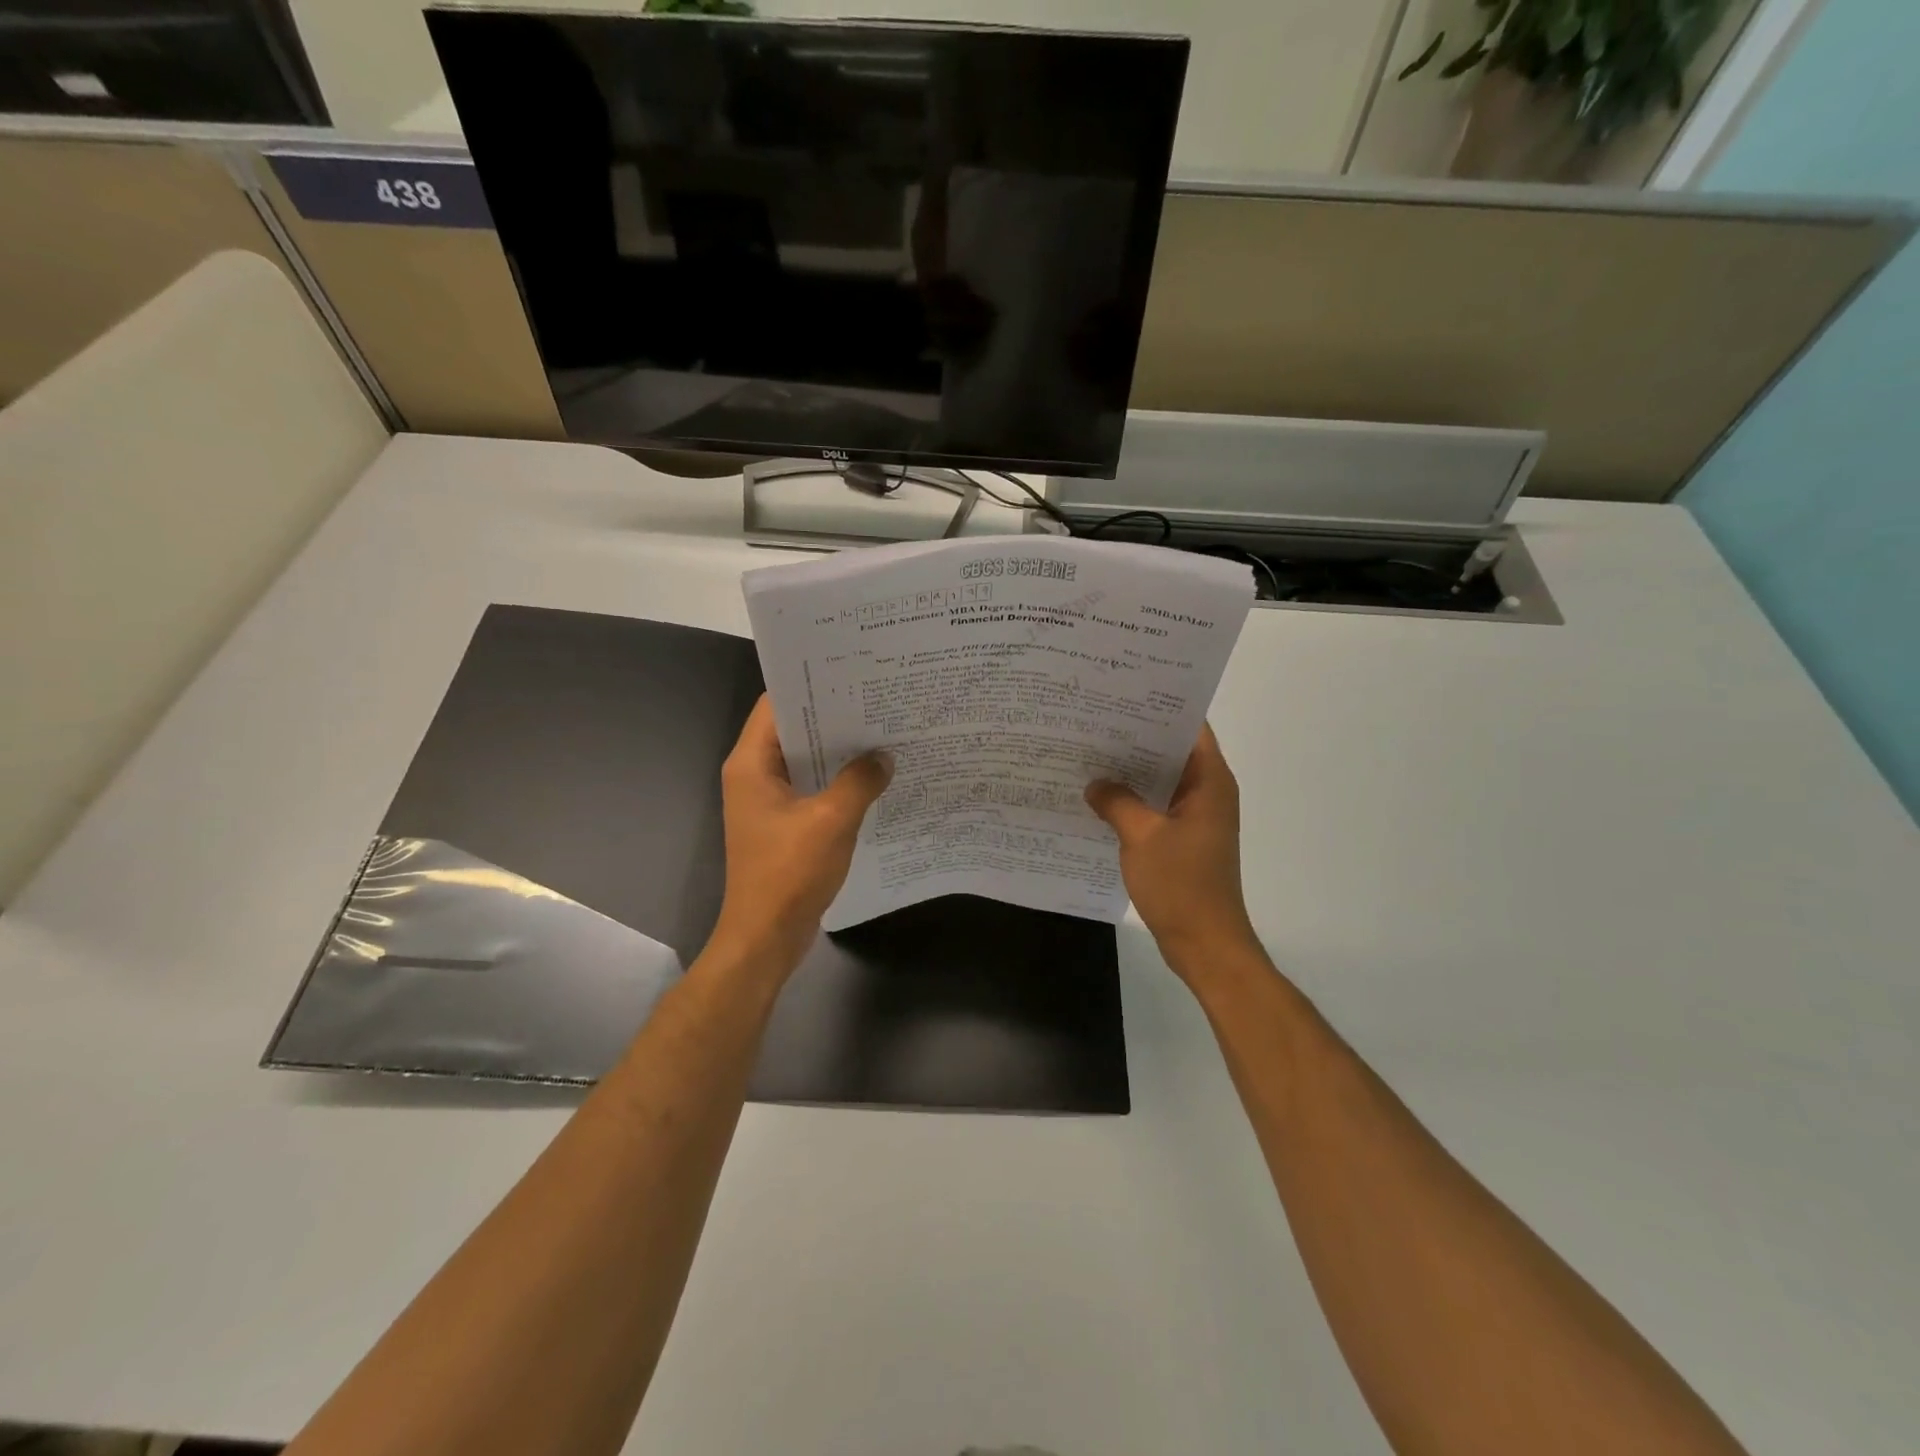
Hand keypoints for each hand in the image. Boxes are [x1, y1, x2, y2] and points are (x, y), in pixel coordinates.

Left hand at [708, 696, 891, 973]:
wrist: (765, 937)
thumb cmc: (789, 873)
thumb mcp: (831, 821)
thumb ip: (860, 781)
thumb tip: (884, 757)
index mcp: (751, 763)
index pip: (776, 705)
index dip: (811, 686)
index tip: (851, 674)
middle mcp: (754, 775)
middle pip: (793, 730)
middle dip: (833, 717)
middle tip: (878, 701)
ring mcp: (768, 801)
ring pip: (806, 761)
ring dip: (838, 751)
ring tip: (883, 733)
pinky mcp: (783, 824)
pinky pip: (812, 789)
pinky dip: (838, 781)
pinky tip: (873, 777)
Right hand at [1085, 724, 1258, 976]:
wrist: (1204, 944)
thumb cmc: (1181, 884)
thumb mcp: (1141, 836)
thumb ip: (1116, 802)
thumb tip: (1095, 783)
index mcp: (1210, 782)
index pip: (1191, 727)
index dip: (1159, 707)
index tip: (1123, 694)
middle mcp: (1208, 793)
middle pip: (1173, 751)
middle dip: (1136, 737)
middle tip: (1095, 721)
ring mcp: (1196, 819)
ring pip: (1162, 781)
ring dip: (1132, 771)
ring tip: (1090, 753)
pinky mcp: (1183, 841)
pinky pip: (1156, 808)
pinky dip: (1133, 799)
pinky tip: (1099, 797)